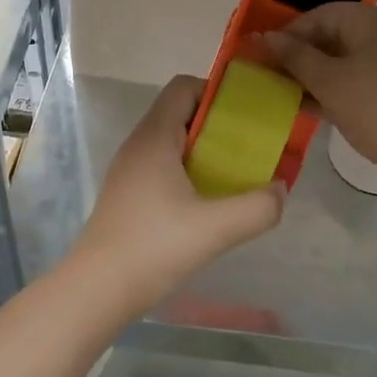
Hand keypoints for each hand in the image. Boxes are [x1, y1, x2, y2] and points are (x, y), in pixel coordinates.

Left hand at [65, 75, 284, 318]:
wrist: (97, 289)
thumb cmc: (153, 247)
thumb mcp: (216, 228)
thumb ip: (258, 207)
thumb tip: (280, 190)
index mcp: (155, 136)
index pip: (183, 87)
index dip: (216, 92)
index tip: (246, 117)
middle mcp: (139, 144)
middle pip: (180, 113)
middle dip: (217, 125)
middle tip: (249, 148)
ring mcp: (129, 170)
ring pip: (172, 142)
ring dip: (204, 151)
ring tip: (234, 176)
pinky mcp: (127, 194)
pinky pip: (162, 166)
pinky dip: (188, 172)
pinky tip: (206, 204)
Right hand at [262, 2, 376, 183]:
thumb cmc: (376, 108)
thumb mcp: (328, 81)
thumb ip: (294, 56)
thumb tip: (265, 37)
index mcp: (373, 19)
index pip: (320, 15)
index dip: (288, 35)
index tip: (263, 58)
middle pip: (335, 35)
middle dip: (302, 57)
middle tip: (274, 79)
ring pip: (349, 59)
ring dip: (318, 75)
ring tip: (290, 96)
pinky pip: (364, 76)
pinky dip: (340, 87)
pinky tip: (317, 108)